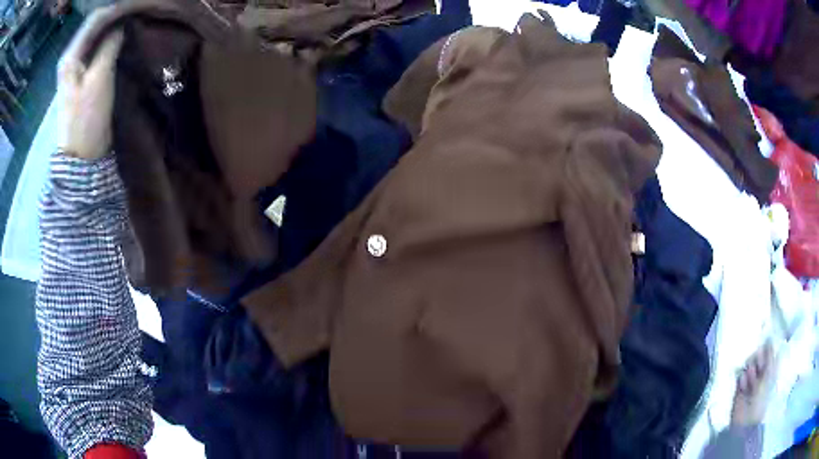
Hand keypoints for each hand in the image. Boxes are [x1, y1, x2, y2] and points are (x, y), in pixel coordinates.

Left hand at [57, 7, 122, 159]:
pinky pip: (96, 49)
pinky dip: (109, 41)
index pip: (95, 19)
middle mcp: (71, 57)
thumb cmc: (87, 118)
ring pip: (96, 36)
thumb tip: (121, 26)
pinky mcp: (82, 76)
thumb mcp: (99, 78)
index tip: (136, 8)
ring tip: (132, 25)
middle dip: (115, 16)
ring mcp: (75, 67)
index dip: (116, 9)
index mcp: (71, 56)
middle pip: (95, 25)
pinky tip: (121, 40)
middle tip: (136, 15)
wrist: (81, 156)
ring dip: (113, 28)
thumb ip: (109, 46)